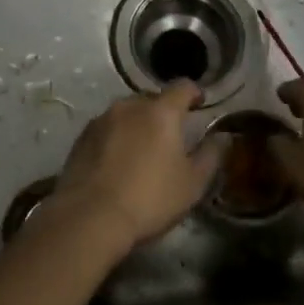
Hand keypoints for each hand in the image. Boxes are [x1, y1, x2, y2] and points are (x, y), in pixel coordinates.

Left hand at [42, 84, 228, 257]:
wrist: (89, 217)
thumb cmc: (150, 199)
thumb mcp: (192, 183)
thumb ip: (211, 155)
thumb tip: (222, 137)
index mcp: (161, 112)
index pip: (182, 87)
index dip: (194, 93)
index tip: (200, 104)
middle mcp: (129, 106)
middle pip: (152, 99)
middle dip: (164, 112)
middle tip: (171, 136)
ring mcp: (101, 120)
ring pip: (126, 113)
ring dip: (138, 124)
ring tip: (142, 150)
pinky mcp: (81, 138)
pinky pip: (106, 129)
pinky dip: (116, 138)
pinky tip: (117, 162)